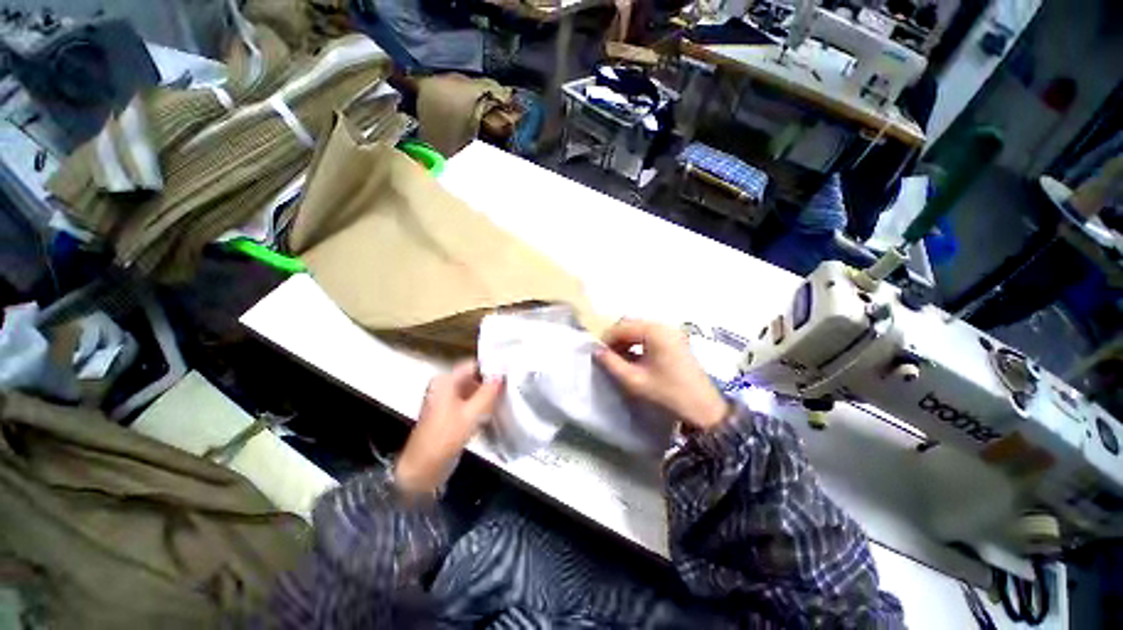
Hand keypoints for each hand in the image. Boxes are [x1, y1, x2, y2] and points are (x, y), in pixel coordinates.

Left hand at [396, 361, 502, 494]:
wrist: (422, 469)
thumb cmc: (446, 437)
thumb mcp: (471, 414)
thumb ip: (488, 392)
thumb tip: (501, 375)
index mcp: (445, 381)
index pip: (473, 365)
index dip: (491, 368)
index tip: (509, 375)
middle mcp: (444, 386)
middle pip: (473, 377)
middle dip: (490, 383)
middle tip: (510, 388)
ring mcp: (445, 400)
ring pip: (472, 390)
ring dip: (486, 395)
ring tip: (504, 399)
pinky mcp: (448, 413)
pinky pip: (468, 402)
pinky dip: (480, 404)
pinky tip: (492, 411)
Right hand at [594, 319, 728, 430]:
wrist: (703, 409)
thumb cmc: (667, 393)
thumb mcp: (634, 380)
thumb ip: (611, 363)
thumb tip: (595, 351)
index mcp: (654, 331)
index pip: (622, 327)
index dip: (606, 338)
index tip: (597, 353)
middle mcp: (664, 326)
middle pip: (631, 325)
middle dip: (616, 338)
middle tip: (607, 356)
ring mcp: (672, 332)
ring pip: (640, 330)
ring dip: (627, 341)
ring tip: (618, 359)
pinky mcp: (676, 341)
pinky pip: (651, 336)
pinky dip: (639, 344)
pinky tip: (634, 359)